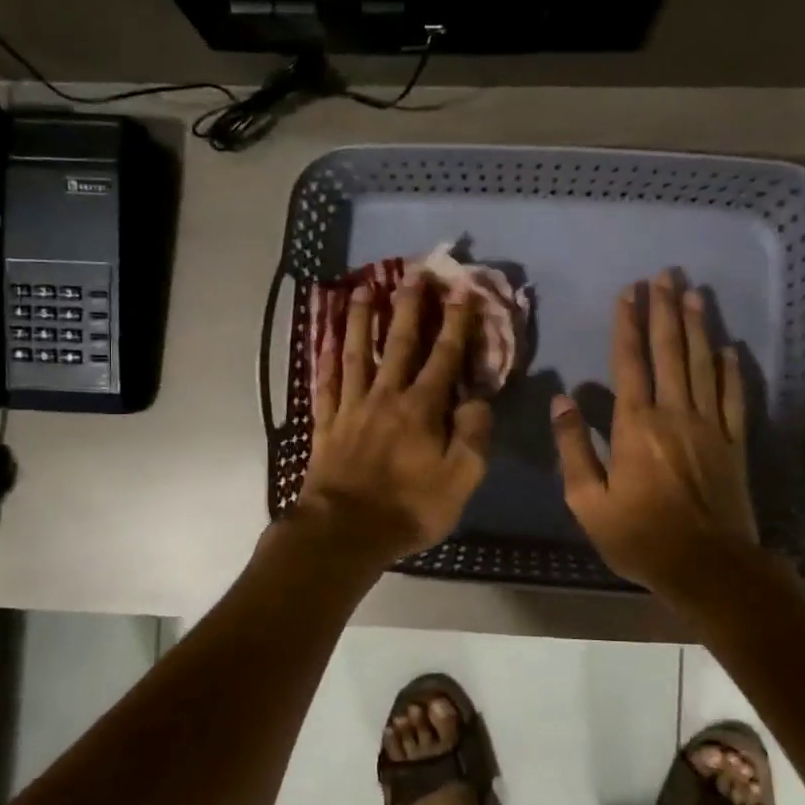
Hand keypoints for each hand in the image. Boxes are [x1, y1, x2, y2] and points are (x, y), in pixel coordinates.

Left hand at [294, 277, 493, 567]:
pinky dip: (325, 360)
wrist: (344, 532)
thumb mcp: (460, 480)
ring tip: (363, 289)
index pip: (444, 357)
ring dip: (362, 320)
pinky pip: (325, 384)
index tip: (461, 290)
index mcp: (422, 408)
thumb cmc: (408, 508)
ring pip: (356, 354)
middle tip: (412, 272)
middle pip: (399, 343)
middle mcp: (386, 397)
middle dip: (409, 306)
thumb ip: (473, 436)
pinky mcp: (325, 424)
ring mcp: (351, 408)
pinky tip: (325, 340)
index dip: (455, 322)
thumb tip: (479, 399)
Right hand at [551, 272, 765, 592]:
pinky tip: (728, 349)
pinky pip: (733, 397)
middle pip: (670, 352)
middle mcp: (674, 414)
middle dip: (665, 311)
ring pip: (702, 365)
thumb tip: (562, 401)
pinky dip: (730, 370)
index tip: (629, 292)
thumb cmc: (640, 537)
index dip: (628, 325)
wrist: (708, 566)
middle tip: (666, 276)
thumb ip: (574, 448)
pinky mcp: (734, 443)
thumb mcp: (588, 501)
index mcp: (636, 426)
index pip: (630, 363)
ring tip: (694, 294)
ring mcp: (709, 426)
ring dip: (697, 327)